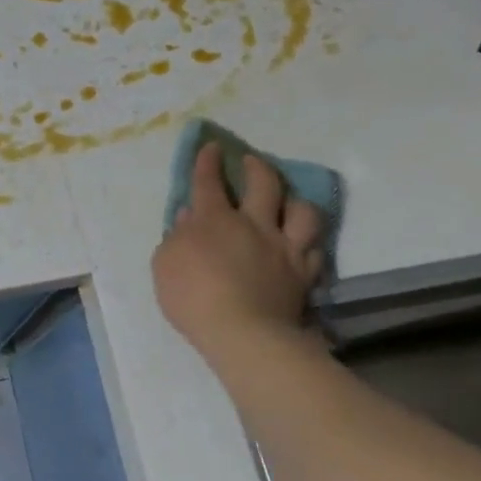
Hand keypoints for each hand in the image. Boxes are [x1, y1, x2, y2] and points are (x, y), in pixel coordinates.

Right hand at [153, 143, 324, 357]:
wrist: (243, 334)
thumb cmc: (192, 297)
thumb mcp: (165, 264)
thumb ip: (176, 236)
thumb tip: (188, 216)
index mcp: (214, 220)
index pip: (208, 182)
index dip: (208, 161)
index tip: (211, 147)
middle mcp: (253, 225)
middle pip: (263, 184)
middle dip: (257, 167)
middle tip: (252, 162)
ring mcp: (284, 249)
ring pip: (302, 212)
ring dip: (295, 202)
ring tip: (288, 202)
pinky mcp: (304, 274)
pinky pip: (315, 251)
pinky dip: (309, 244)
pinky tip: (304, 245)